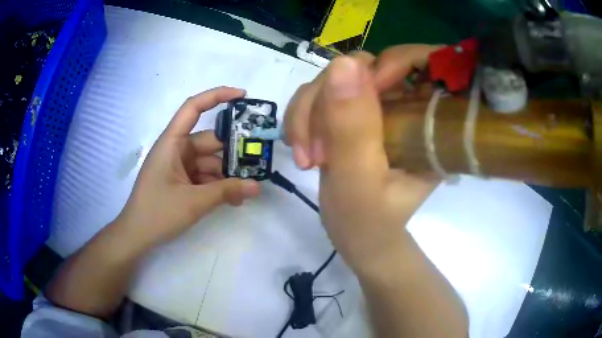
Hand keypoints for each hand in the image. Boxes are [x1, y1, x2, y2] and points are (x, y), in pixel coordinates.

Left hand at [115, 87, 260, 249]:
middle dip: (233, 151)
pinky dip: (218, 185)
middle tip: (259, 160)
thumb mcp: (193, 202)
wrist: (136, 236)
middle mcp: (176, 149)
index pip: (193, 107)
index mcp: (172, 142)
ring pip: (209, 162)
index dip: (217, 96)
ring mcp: (179, 166)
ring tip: (248, 189)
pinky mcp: (181, 181)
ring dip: (227, 174)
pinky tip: (233, 199)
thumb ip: (226, 192)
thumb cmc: (157, 213)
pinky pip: (204, 176)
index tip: (243, 96)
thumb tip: (257, 187)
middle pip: (209, 141)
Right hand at [283, 45, 439, 270]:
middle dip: (329, 100)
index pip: (424, 62)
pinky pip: (320, 93)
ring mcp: (378, 105)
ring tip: (306, 157)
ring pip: (336, 78)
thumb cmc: (368, 221)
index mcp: (431, 120)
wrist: (357, 236)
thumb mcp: (360, 179)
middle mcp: (407, 104)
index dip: (390, 63)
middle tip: (314, 149)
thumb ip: (352, 126)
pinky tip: (301, 148)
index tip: (354, 96)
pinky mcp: (354, 111)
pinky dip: (302, 117)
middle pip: (367, 67)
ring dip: (309, 113)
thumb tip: (343, 62)